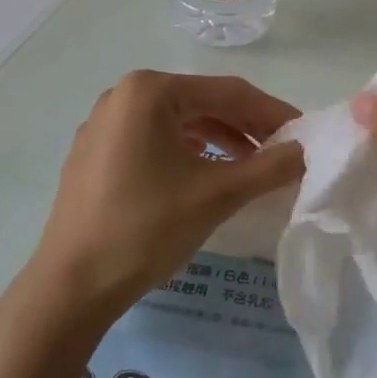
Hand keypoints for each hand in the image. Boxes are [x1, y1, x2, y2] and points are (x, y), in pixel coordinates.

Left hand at [33, 71, 303, 318]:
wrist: (71, 286)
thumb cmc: (146, 228)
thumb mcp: (217, 194)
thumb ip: (269, 167)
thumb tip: (306, 151)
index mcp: (150, 91)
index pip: (228, 92)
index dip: (272, 112)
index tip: (305, 134)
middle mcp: (123, 95)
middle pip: (202, 103)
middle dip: (246, 127)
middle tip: (283, 152)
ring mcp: (104, 125)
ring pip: (178, 123)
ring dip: (219, 140)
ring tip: (251, 167)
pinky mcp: (94, 154)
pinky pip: (153, 140)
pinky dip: (188, 153)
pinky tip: (207, 174)